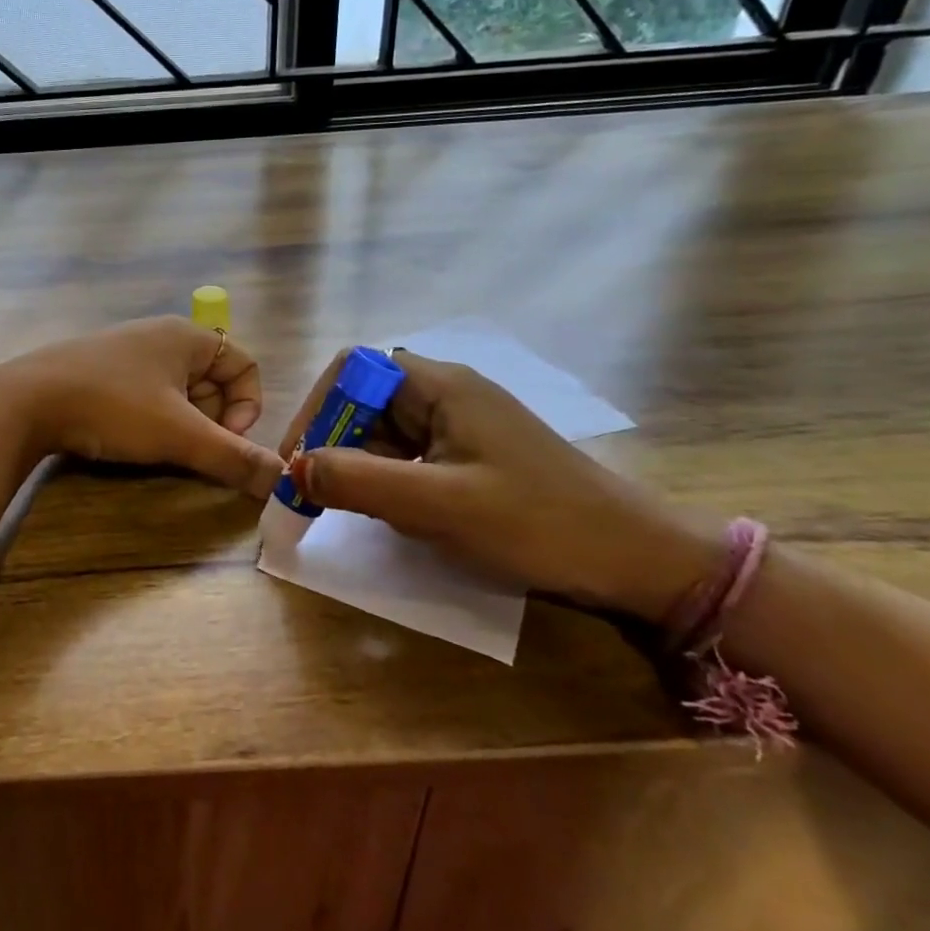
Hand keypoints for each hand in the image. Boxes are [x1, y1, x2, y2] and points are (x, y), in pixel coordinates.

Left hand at [0, 317, 284, 497]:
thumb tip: (284, 480)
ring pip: (177, 393)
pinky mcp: (99, 372)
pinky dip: (150, 421)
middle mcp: (160, 336)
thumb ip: (234, 457)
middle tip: (188, 449)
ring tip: (158, 449)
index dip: (247, 406)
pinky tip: (128, 440)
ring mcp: (126, 353)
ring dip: (180, 425)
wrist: (24, 402)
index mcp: (187, 337)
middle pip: (212, 381)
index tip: (224, 439)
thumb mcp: (179, 435)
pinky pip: (145, 396)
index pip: (245, 365)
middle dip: (211, 421)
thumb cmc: (113, 407)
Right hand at [281, 350, 725, 620]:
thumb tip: (291, 469)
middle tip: (318, 496)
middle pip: (366, 401)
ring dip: (362, 467)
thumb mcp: (437, 505)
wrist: (639, 560)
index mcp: (441, 385)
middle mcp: (449, 394)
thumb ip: (358, 482)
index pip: (353, 370)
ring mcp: (464, 426)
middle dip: (335, 444)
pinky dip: (392, 483)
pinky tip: (400, 518)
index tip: (299, 459)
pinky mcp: (476, 457)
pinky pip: (413, 457)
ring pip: (387, 433)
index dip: (317, 408)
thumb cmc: (537, 523)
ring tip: (360, 512)